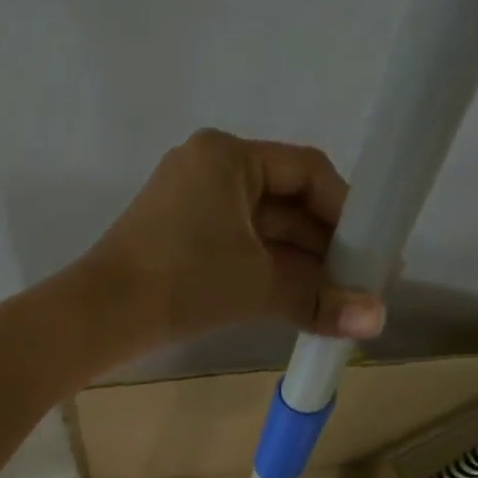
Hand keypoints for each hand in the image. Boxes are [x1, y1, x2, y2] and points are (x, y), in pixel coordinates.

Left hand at [82, 130, 385, 348]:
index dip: (346, 210)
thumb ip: (318, 298)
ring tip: (333, 299)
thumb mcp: (257, 285)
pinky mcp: (173, 241)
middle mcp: (206, 170)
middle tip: (359, 282)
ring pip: (258, 231)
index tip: (371, 251)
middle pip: (283, 202)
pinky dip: (262, 272)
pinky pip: (232, 248)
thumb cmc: (182, 282)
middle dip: (323, 245)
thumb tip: (378, 321)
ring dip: (295, 264)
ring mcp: (185, 206)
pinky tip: (292, 300)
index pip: (307, 171)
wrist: (99, 317)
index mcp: (227, 157)